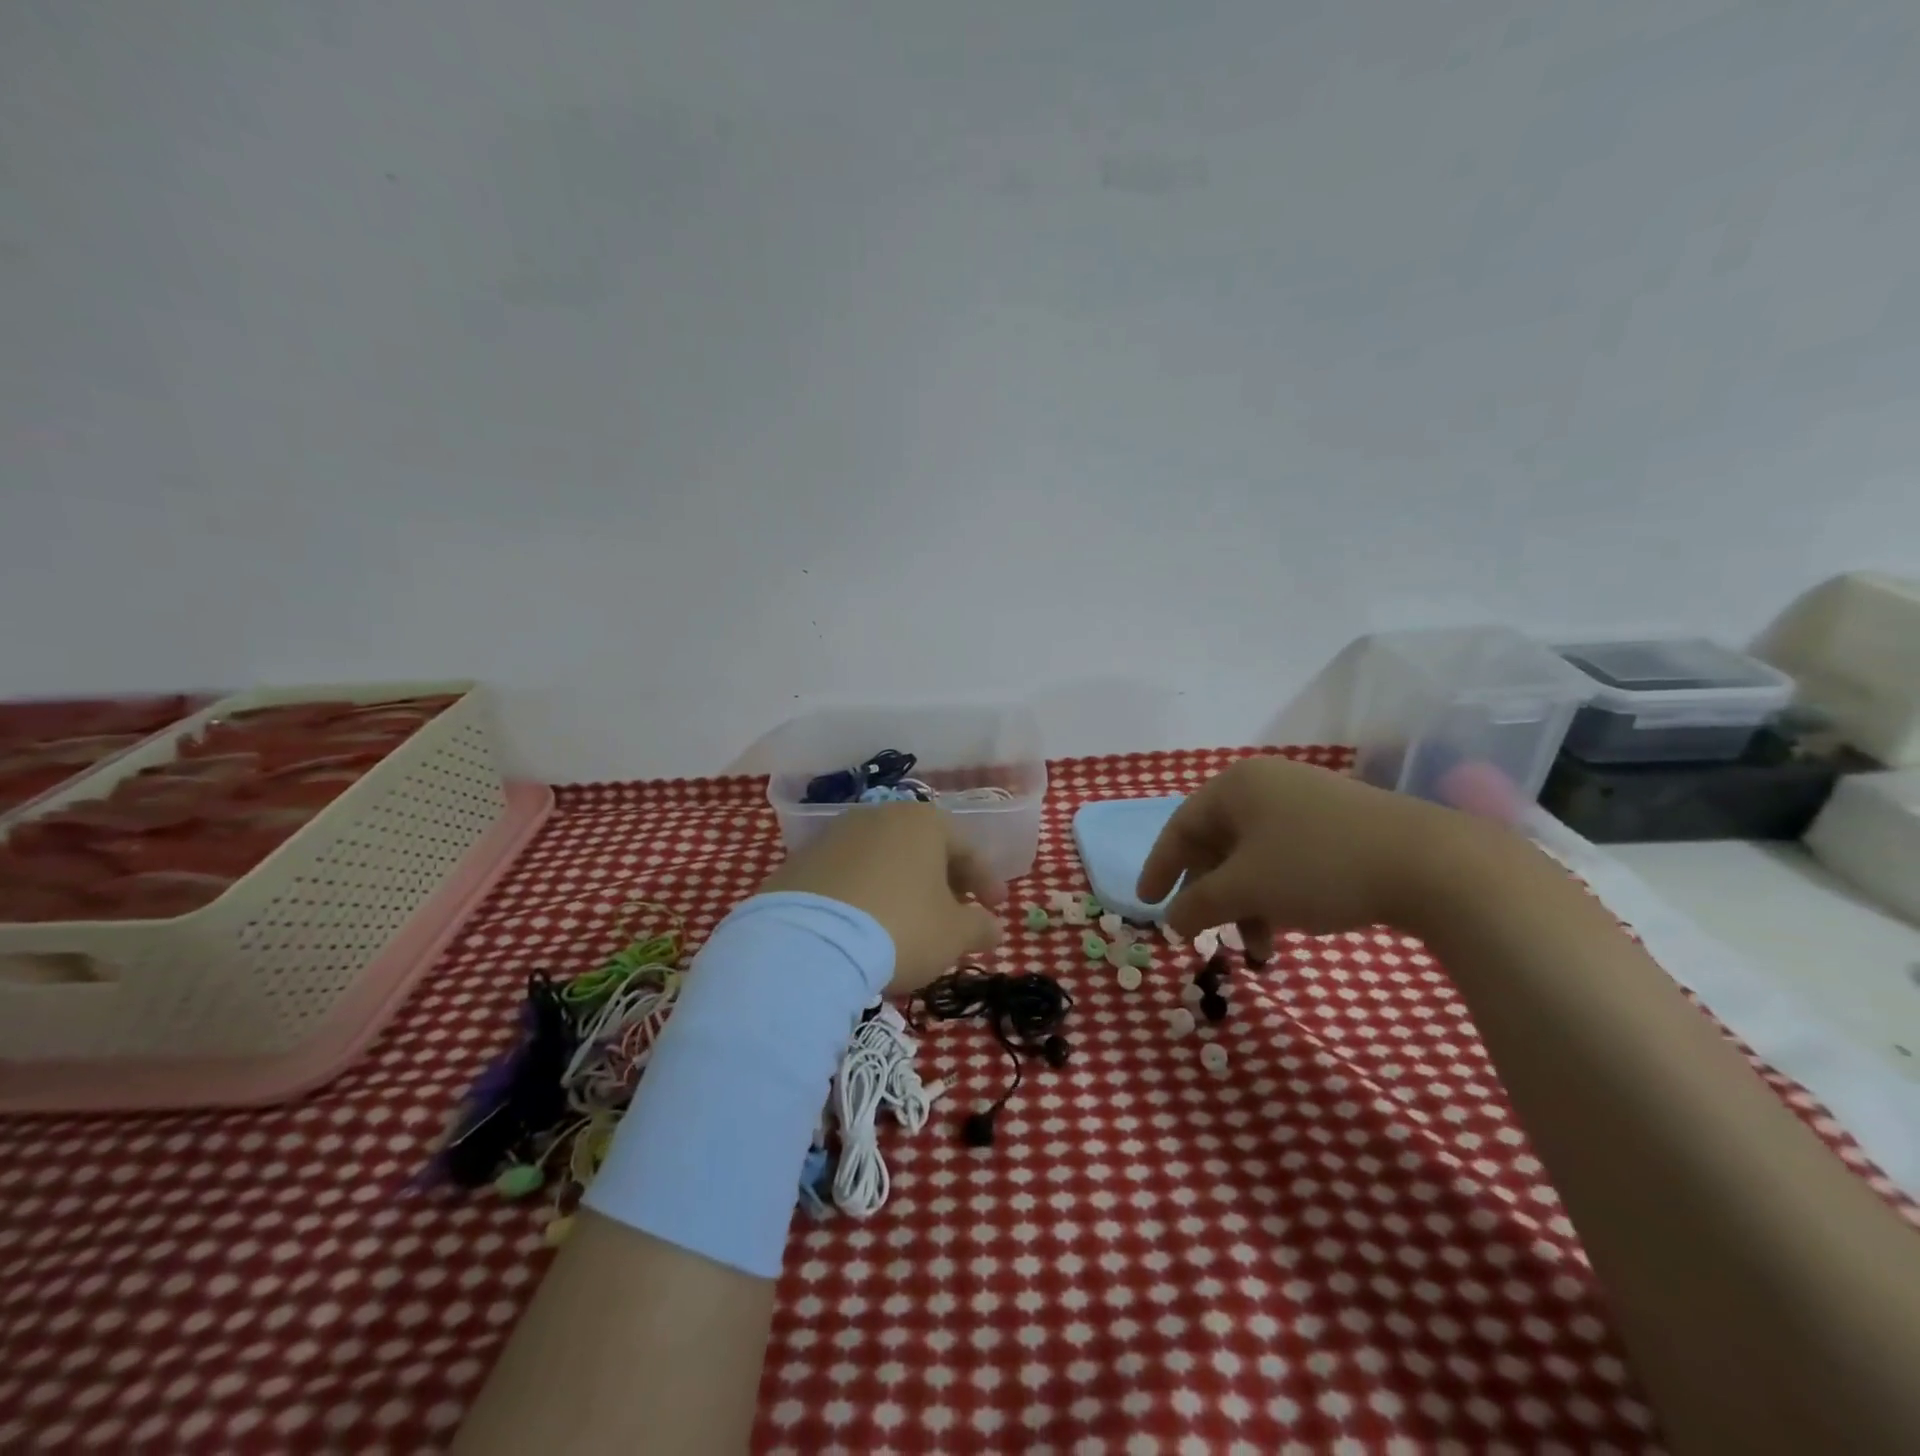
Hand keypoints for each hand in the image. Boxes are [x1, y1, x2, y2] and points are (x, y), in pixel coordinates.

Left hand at [759, 802, 1006, 994]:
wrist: (808, 944)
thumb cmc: (900, 927)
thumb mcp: (953, 934)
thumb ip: (979, 926)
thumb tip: (992, 927)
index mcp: (922, 822)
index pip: (966, 847)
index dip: (986, 879)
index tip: (996, 908)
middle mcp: (878, 816)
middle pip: (922, 847)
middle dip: (942, 879)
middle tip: (955, 912)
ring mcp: (834, 836)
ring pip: (882, 859)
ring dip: (901, 885)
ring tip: (908, 921)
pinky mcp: (800, 863)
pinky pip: (846, 876)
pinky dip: (863, 895)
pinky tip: (864, 926)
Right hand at [1137, 756, 1480, 955]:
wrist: (1433, 865)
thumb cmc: (1318, 867)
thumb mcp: (1246, 890)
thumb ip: (1198, 904)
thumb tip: (1171, 921)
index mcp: (1236, 787)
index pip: (1180, 828)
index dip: (1160, 869)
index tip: (1146, 905)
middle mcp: (1267, 786)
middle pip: (1218, 844)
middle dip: (1211, 896)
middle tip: (1206, 934)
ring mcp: (1307, 802)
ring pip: (1255, 857)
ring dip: (1247, 904)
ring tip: (1259, 949)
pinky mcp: (1341, 824)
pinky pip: (1288, 858)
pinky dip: (1278, 894)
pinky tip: (1291, 927)